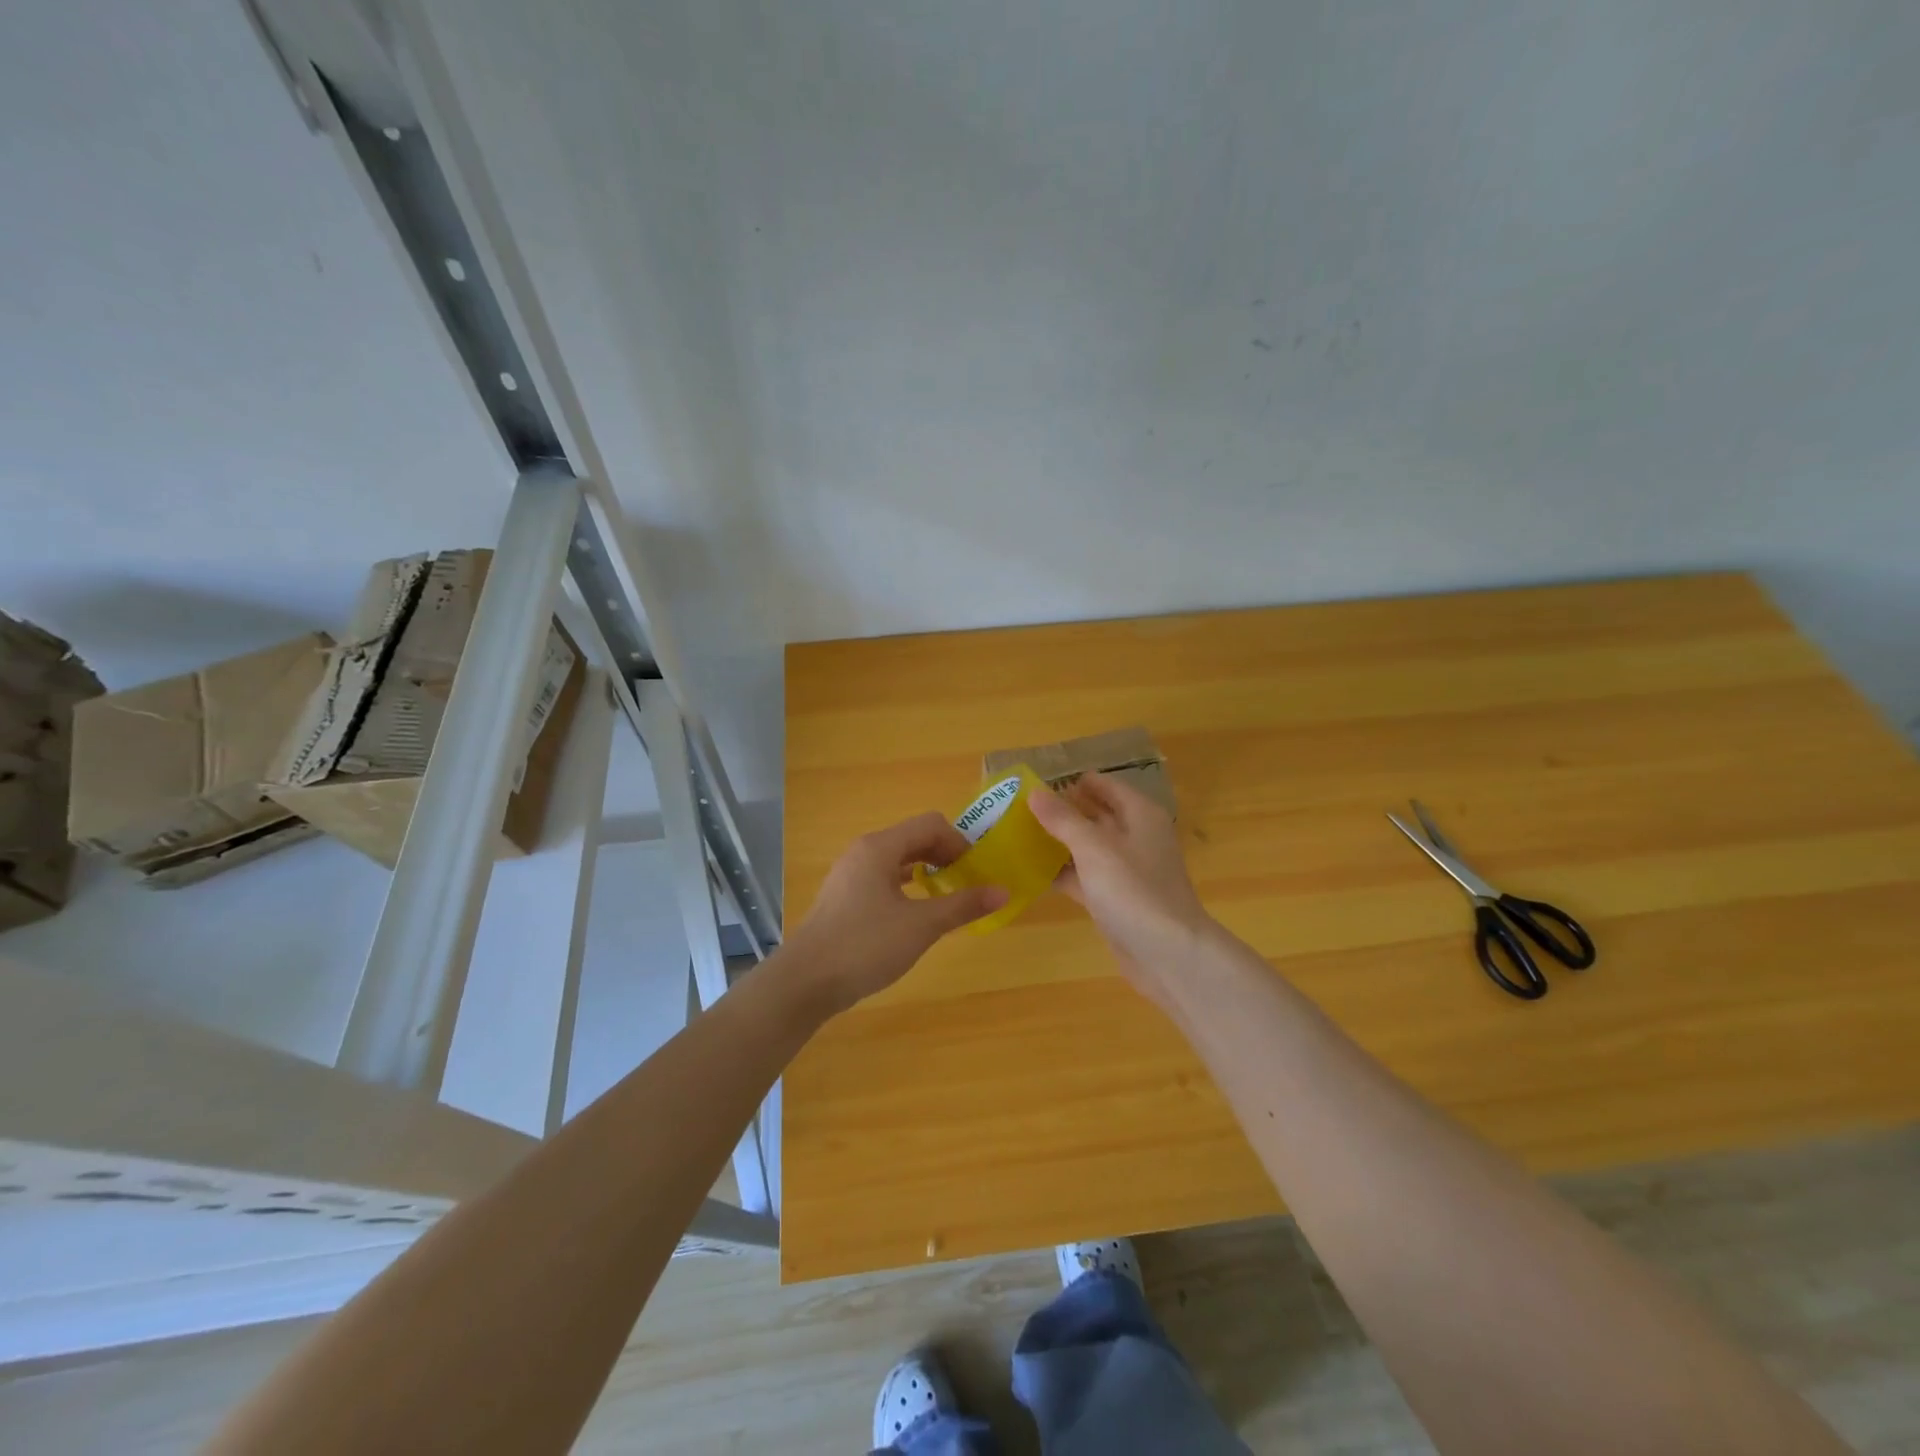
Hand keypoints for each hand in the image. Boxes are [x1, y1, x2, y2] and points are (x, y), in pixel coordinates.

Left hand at [780, 812, 1009, 1013]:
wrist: (804, 982)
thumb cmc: (864, 946)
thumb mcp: (921, 926)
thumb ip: (962, 905)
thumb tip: (1003, 891)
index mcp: (880, 847)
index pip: (930, 824)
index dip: (959, 842)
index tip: (976, 872)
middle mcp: (863, 852)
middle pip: (913, 838)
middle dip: (944, 855)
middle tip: (967, 884)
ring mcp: (850, 874)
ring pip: (897, 860)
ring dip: (926, 871)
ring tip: (946, 897)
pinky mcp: (844, 897)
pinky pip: (883, 878)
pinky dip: (906, 886)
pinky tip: (915, 913)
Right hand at [1028, 773, 1212, 1005]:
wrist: (1168, 954)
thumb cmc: (1134, 890)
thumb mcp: (1094, 848)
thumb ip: (1063, 819)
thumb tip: (1034, 791)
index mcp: (1139, 814)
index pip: (1103, 785)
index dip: (1072, 781)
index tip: (1034, 781)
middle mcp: (1135, 836)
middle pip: (1094, 815)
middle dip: (1061, 811)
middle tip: (1018, 808)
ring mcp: (1125, 870)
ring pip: (1087, 847)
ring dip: (1058, 842)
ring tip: (1016, 836)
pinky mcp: (1115, 899)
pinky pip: (1084, 876)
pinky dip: (1061, 873)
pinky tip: (1030, 872)